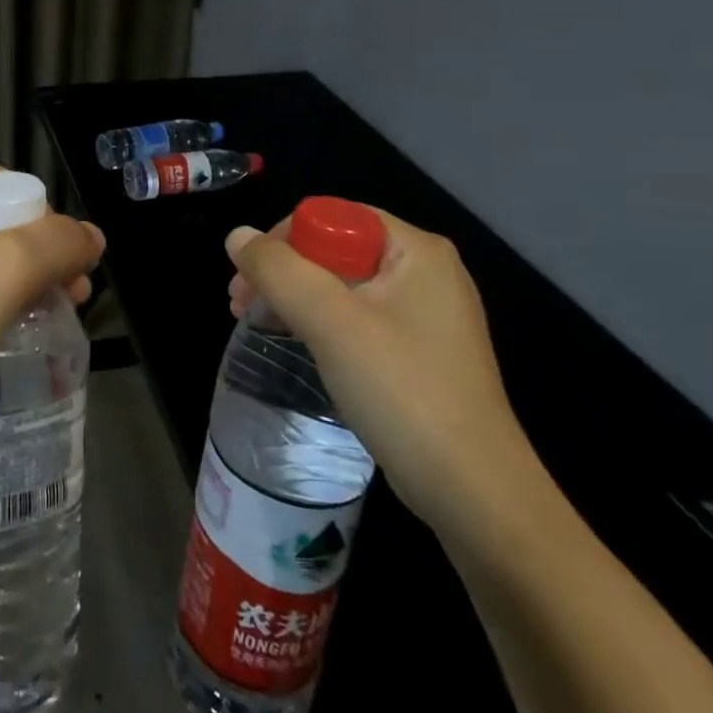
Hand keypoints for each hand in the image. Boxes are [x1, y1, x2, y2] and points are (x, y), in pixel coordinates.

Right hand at [225, 207, 537, 532]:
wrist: (475, 495)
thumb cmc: (403, 392)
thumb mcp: (331, 322)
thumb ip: (278, 270)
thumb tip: (237, 236)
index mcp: (416, 250)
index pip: (334, 217)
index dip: (283, 239)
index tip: (247, 278)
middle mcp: (426, 272)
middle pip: (336, 249)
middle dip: (282, 271)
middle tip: (239, 303)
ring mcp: (426, 315)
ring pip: (343, 285)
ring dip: (294, 297)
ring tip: (253, 322)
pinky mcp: (419, 352)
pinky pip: (358, 318)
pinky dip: (319, 323)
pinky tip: (294, 342)